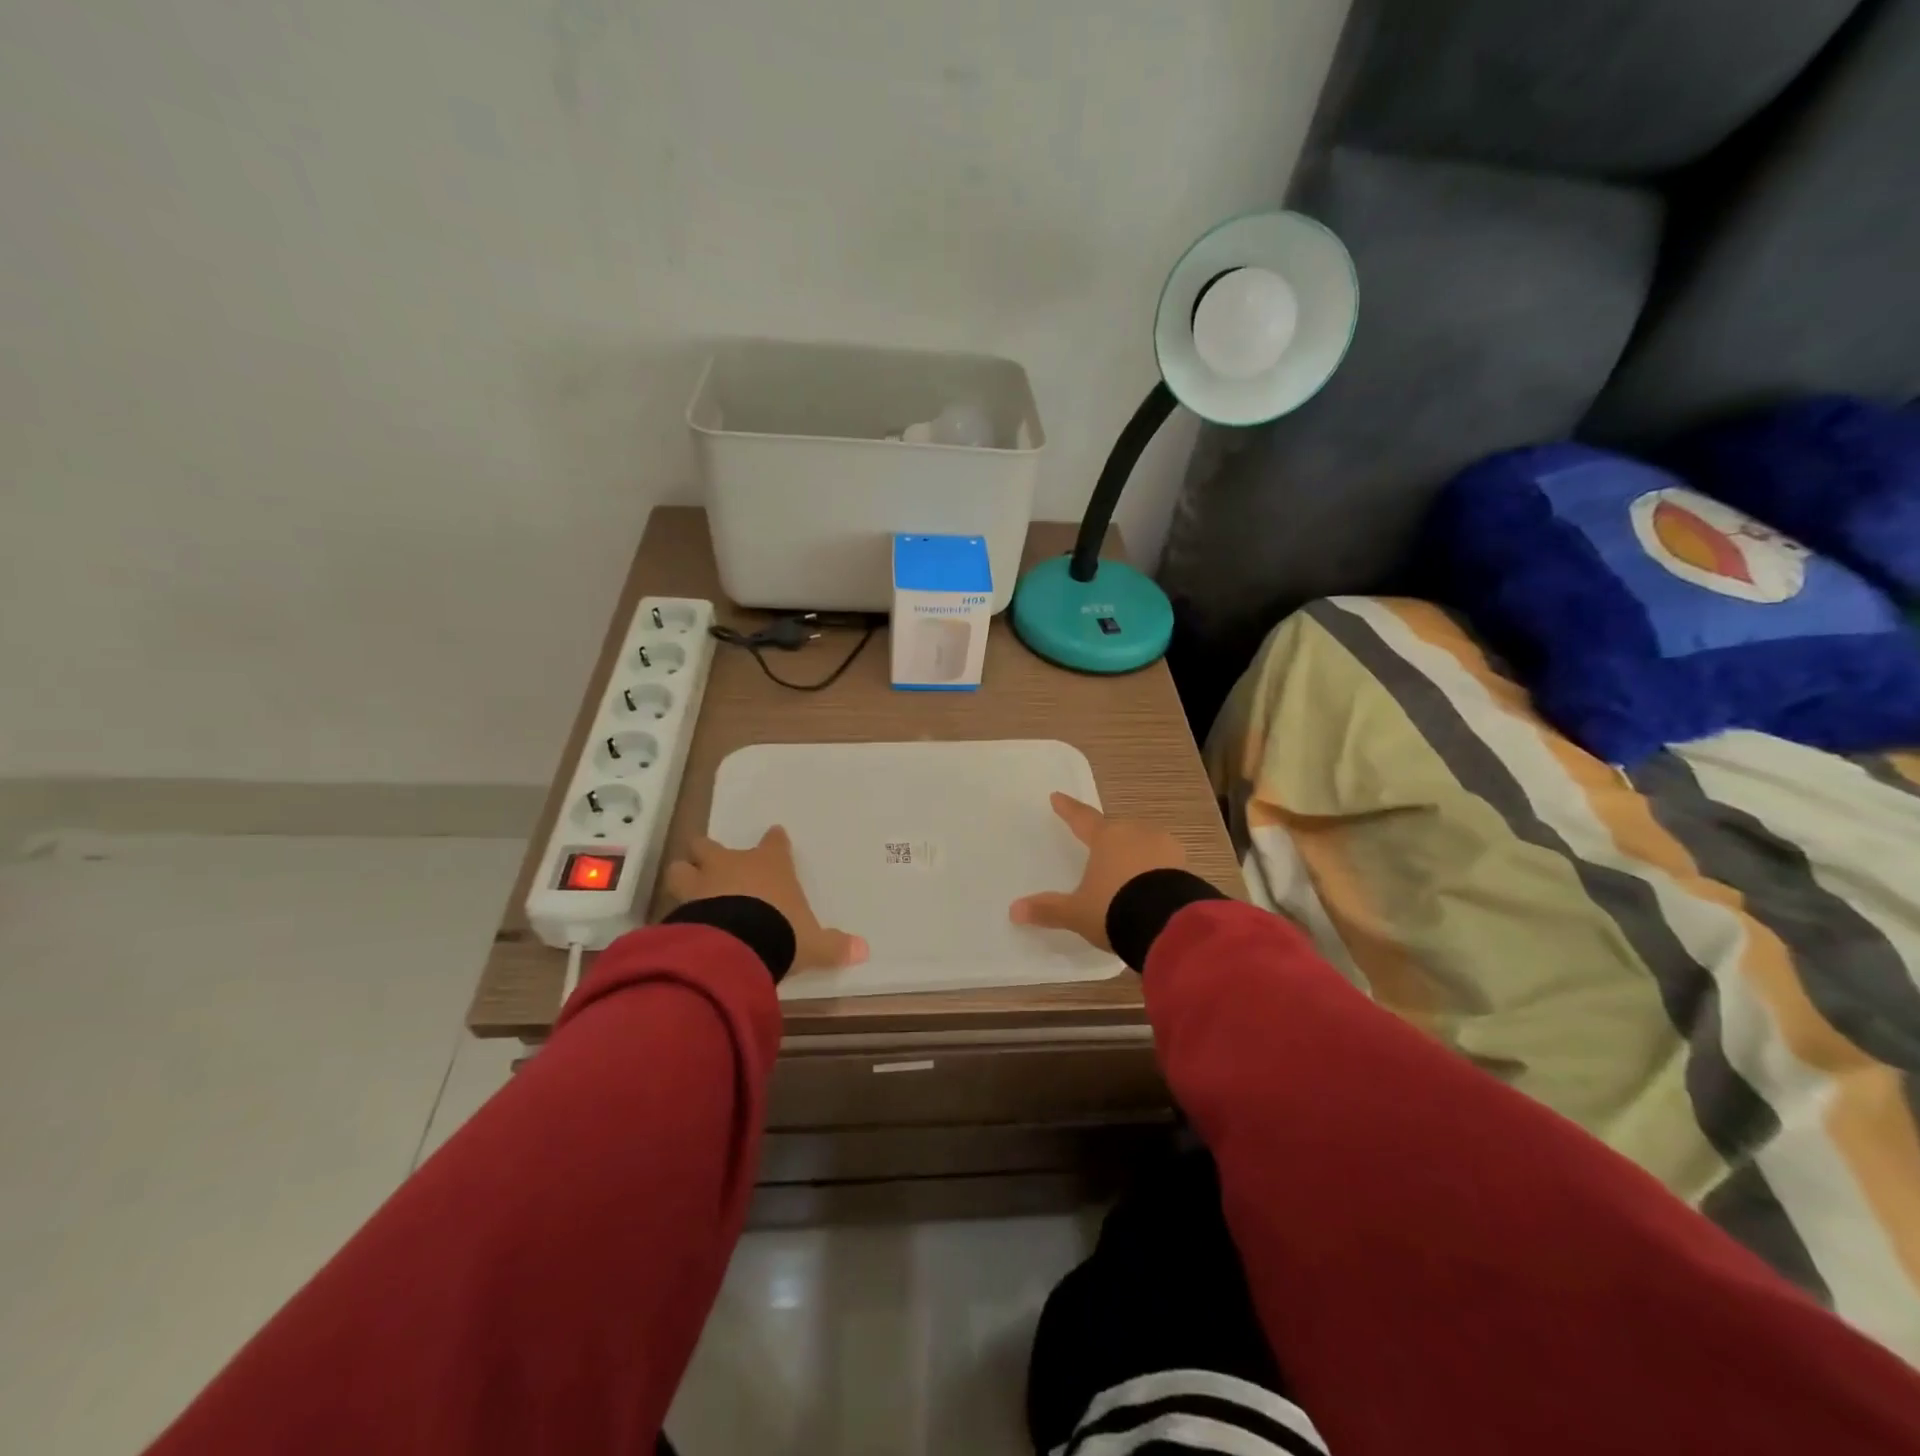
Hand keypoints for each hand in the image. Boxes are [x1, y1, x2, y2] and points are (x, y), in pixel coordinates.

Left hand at [666, 826, 867, 972]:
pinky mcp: (680, 907)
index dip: (774, 841)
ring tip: (688, 888)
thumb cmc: (781, 930)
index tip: (774, 837)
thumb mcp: (813, 943)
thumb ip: (834, 946)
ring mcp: (701, 883)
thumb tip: (864, 950)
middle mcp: (731, 865)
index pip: (773, 842)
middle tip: (711, 862)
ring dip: (684, 876)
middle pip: (709, 846)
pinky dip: (676, 911)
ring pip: (681, 868)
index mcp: (769, 865)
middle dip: (708, 852)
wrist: (736, 946)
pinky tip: (679, 924)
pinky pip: (673, 903)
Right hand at [1009, 793, 1188, 950]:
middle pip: (1117, 830)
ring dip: (1135, 853)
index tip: (1057, 796)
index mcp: (1106, 837)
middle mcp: (1135, 833)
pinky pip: (1164, 863)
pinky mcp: (1185, 866)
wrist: (1168, 924)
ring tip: (1128, 875)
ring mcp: (1165, 847)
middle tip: (1099, 848)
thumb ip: (1049, 910)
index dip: (1068, 809)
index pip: (1082, 818)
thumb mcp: (1077, 912)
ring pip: (1144, 843)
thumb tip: (1014, 910)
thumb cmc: (1114, 908)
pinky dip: (1155, 870)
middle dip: (1108, 837)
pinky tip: (1152, 888)